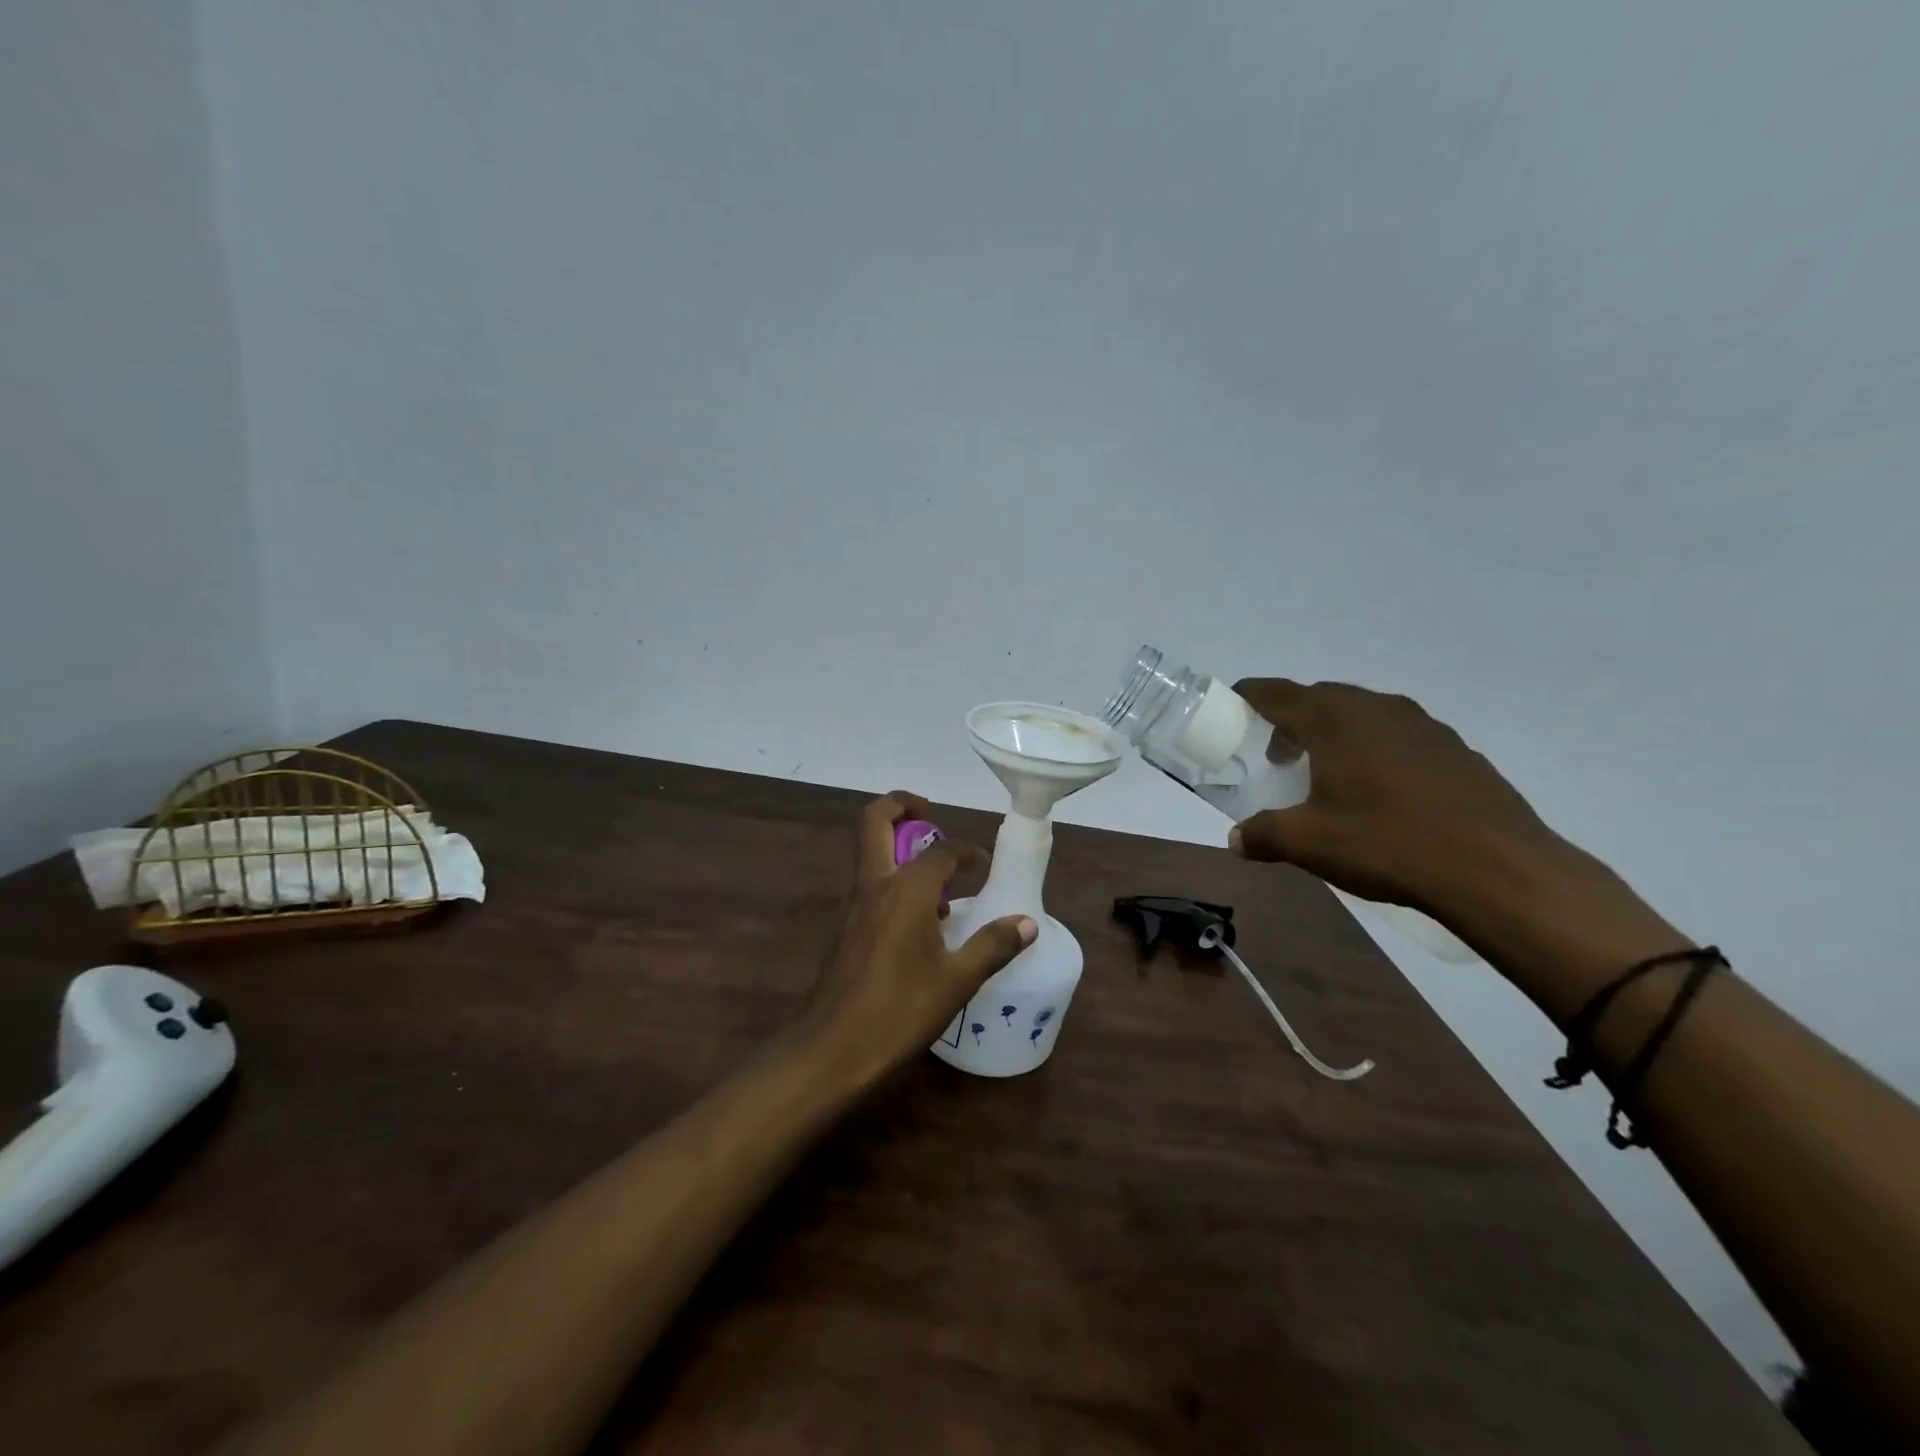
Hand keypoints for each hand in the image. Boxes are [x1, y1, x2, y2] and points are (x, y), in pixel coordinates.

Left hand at [803, 792, 1034, 1079]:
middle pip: (875, 820)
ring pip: (869, 851)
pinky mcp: (846, 928)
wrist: (831, 1049)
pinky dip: (893, 879)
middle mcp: (875, 885)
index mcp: (905, 890)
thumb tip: (1027, 923)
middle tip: (932, 817)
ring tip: (937, 878)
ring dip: (897, 845)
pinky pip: (870, 883)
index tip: (985, 868)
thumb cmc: (899, 1011)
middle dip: (903, 806)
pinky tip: (920, 921)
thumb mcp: (957, 981)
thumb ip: (993, 946)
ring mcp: (854, 905)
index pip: (942, 850)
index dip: (968, 852)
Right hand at [1228, 680, 1573, 919]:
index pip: (1276, 692)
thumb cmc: (1387, 844)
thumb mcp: (1308, 844)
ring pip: (1362, 715)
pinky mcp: (1455, 748)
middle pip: (1319, 699)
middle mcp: (1376, 707)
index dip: (1248, 696)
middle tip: (1276, 756)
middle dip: (1291, 721)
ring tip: (1326, 774)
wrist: (1497, 870)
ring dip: (1335, 734)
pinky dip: (1374, 749)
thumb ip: (1264, 835)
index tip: (1231, 707)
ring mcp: (1422, 724)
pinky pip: (1397, 735)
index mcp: (1333, 719)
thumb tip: (1237, 840)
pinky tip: (1380, 792)